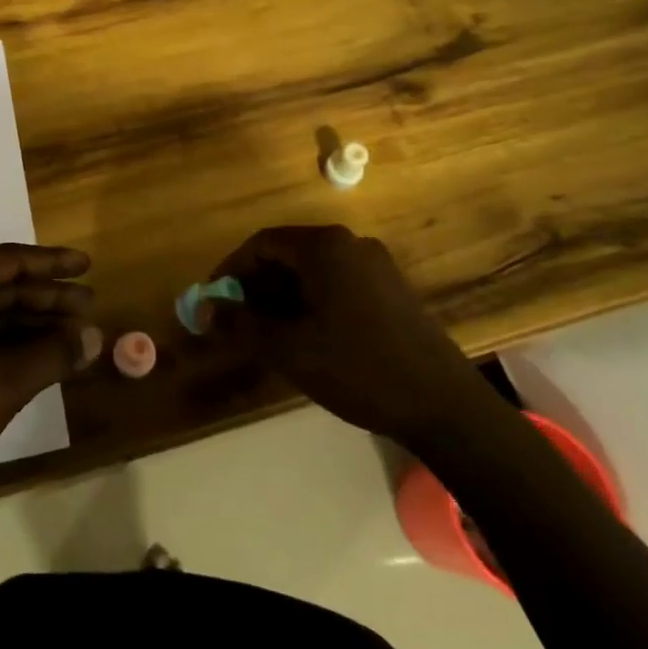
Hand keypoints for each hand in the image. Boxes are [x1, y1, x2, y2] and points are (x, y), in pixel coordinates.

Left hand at [0, 243, 101, 502]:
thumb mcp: (5, 384)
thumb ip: (54, 354)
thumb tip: (96, 337)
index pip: (6, 262)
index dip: (51, 263)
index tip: (87, 265)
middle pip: (0, 287)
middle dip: (46, 297)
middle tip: (90, 304)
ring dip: (33, 323)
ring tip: (77, 332)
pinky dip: (13, 345)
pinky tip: (46, 356)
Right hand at [212, 225, 491, 445]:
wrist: (443, 405)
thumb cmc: (358, 368)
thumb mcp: (289, 349)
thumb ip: (241, 324)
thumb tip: (204, 310)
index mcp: (325, 247)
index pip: (262, 243)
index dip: (231, 271)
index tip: (213, 301)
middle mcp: (351, 244)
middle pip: (288, 255)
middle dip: (256, 287)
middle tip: (237, 322)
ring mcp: (376, 265)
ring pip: (312, 272)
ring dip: (282, 298)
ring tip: (267, 335)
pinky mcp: (391, 290)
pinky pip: (337, 284)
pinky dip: (311, 303)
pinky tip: (306, 338)